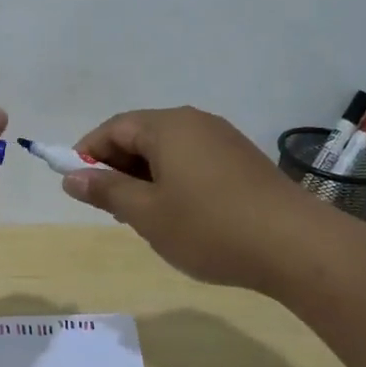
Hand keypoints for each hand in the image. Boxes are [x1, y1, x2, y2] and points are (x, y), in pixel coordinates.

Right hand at [60, 106, 324, 291]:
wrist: (294, 244)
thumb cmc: (208, 226)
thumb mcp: (147, 213)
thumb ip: (106, 191)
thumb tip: (71, 176)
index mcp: (167, 126)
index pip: (114, 128)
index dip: (88, 153)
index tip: (75, 184)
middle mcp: (195, 122)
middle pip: (142, 135)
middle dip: (118, 167)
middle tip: (108, 206)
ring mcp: (223, 139)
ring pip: (169, 150)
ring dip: (146, 176)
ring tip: (143, 215)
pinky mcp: (243, 160)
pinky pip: (194, 161)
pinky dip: (174, 180)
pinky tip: (180, 215)